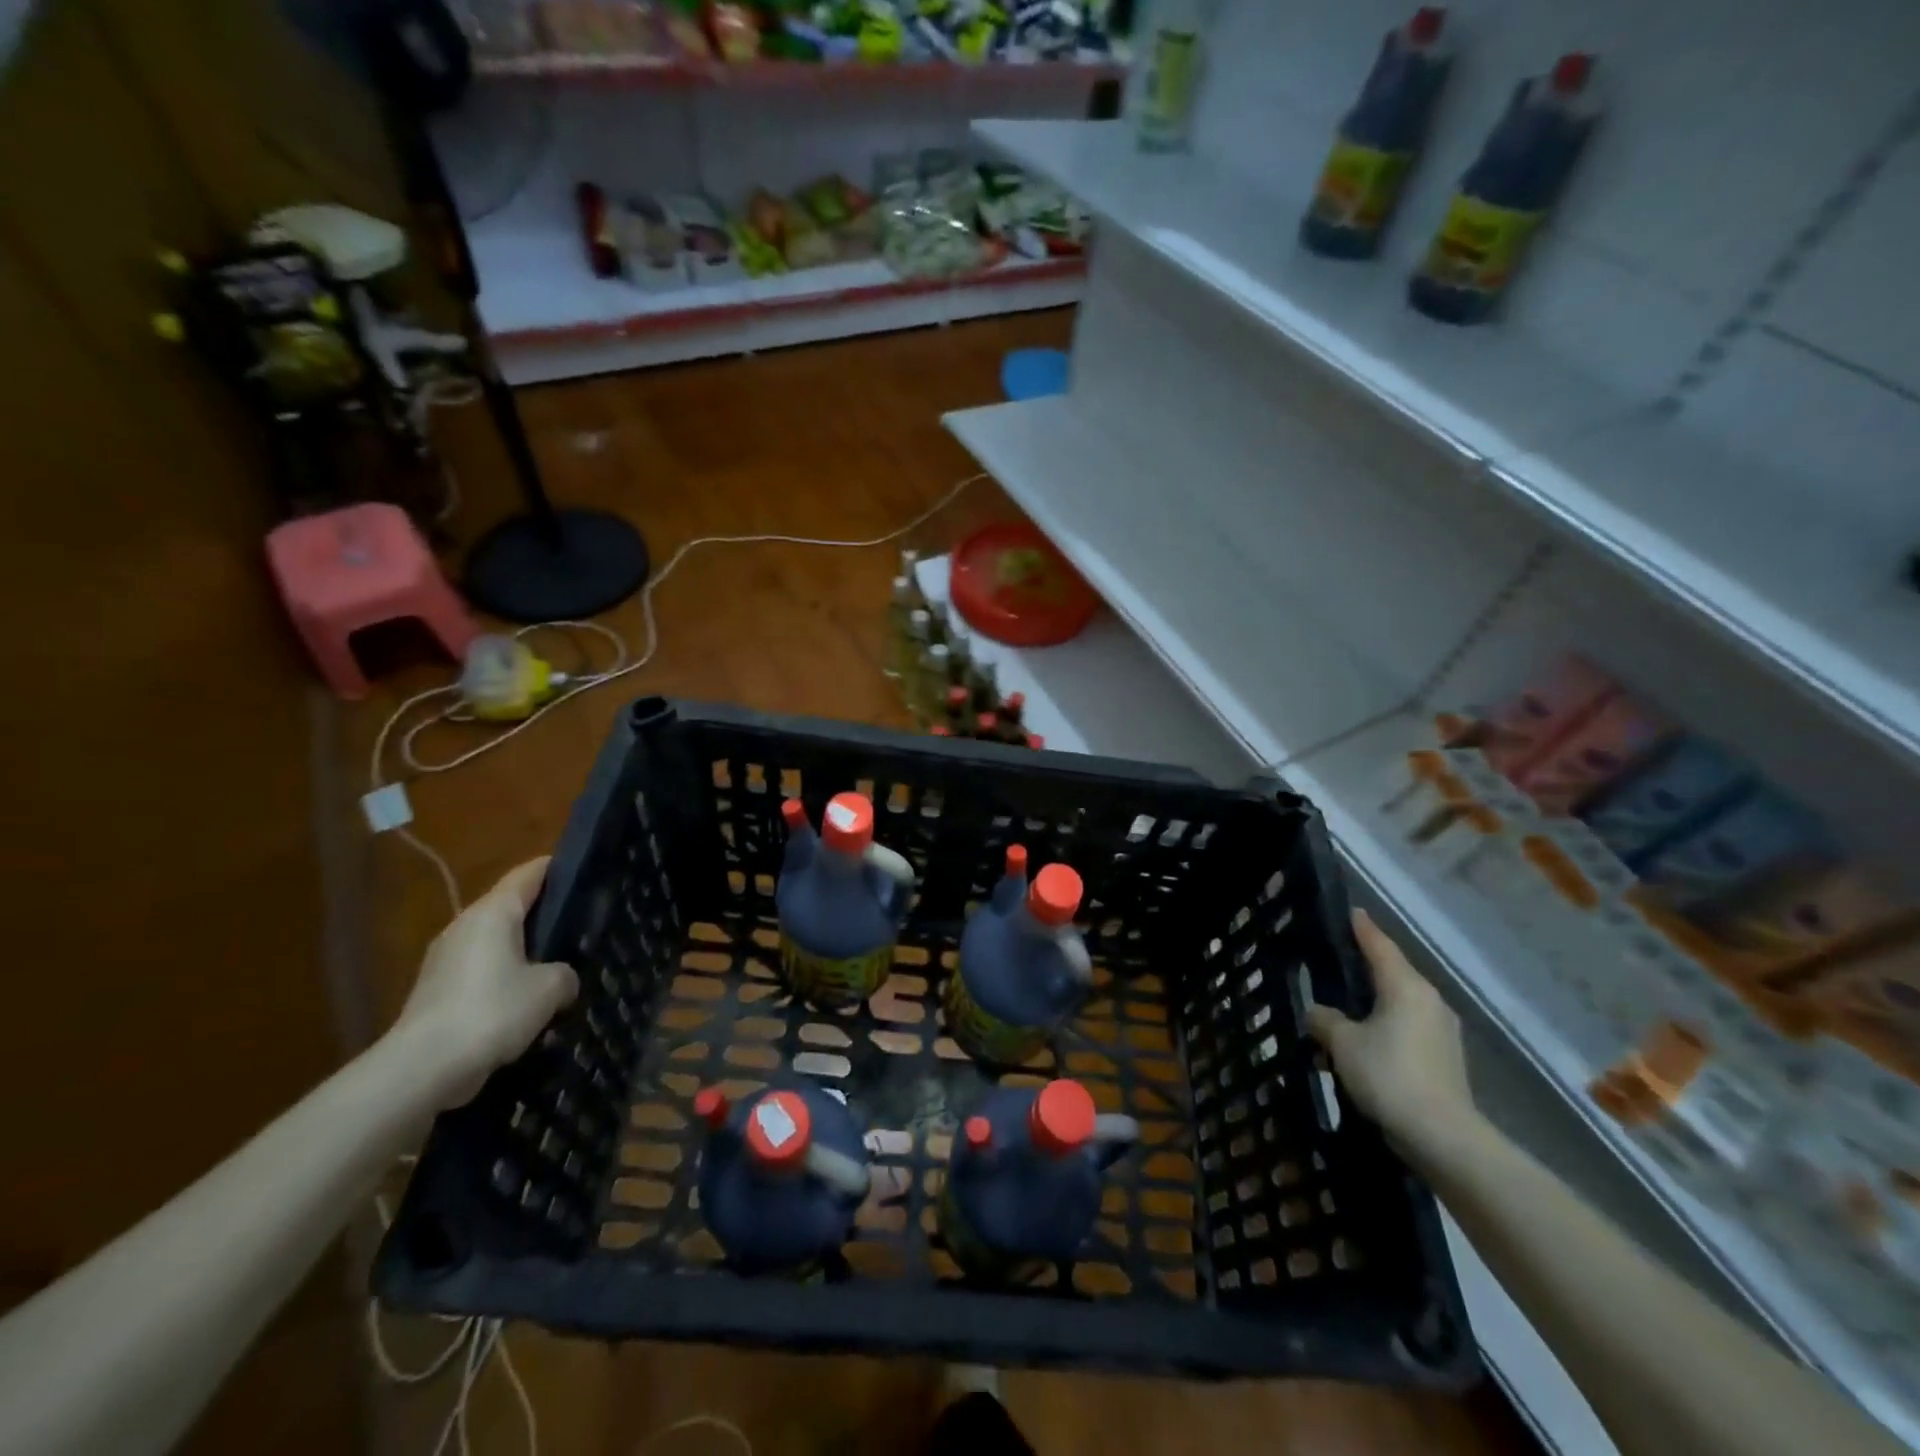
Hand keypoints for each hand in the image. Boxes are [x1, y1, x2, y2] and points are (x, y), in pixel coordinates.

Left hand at [391, 858, 577, 1107]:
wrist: (421, 1069)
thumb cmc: (491, 1011)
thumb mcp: (550, 988)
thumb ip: (565, 974)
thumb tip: (561, 979)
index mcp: (492, 913)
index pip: (528, 874)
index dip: (557, 867)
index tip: (585, 870)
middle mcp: (465, 927)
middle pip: (511, 908)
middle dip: (544, 915)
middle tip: (580, 925)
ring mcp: (445, 961)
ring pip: (496, 944)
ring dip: (524, 953)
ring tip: (558, 968)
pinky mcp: (436, 993)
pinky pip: (481, 974)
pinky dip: (504, 981)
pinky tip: (527, 1004)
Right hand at [1306, 909, 1476, 1152]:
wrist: (1442, 1137)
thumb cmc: (1387, 1074)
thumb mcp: (1342, 1042)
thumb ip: (1325, 1019)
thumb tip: (1319, 1013)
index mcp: (1406, 987)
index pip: (1380, 946)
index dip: (1363, 929)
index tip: (1352, 912)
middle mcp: (1430, 1001)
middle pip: (1393, 974)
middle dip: (1366, 969)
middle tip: (1338, 962)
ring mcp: (1443, 1032)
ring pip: (1399, 1006)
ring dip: (1373, 1006)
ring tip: (1343, 1012)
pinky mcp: (1446, 1059)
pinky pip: (1407, 1030)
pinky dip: (1384, 1030)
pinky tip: (1363, 1048)